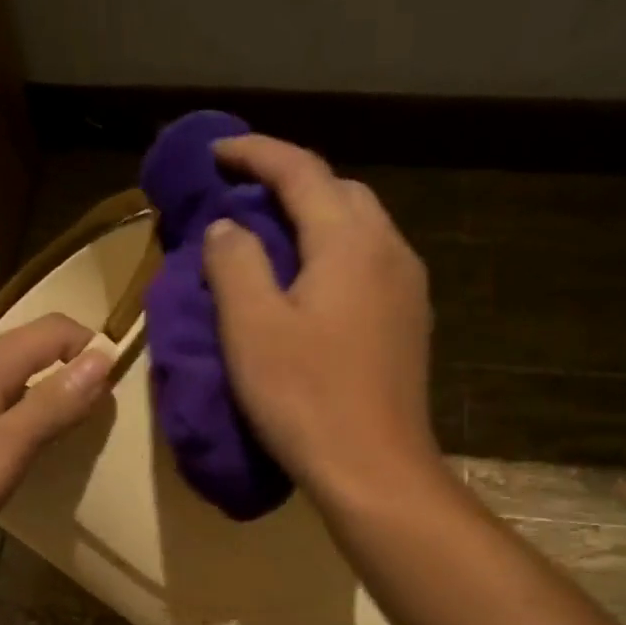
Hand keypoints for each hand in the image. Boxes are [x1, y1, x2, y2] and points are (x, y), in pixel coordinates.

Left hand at [0, 313, 111, 568]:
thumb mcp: (5, 451)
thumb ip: (54, 404)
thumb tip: (102, 358)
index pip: (54, 330)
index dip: (92, 349)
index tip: (116, 392)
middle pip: (30, 349)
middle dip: (69, 373)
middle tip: (95, 420)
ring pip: (7, 376)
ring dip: (41, 395)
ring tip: (62, 437)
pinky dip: (13, 413)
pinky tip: (13, 450)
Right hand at [202, 135, 439, 500]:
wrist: (375, 471)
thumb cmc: (307, 399)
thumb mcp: (252, 328)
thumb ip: (236, 263)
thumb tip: (230, 227)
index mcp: (350, 241)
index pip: (301, 169)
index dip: (255, 153)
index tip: (215, 153)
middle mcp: (390, 250)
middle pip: (339, 191)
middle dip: (290, 183)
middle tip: (244, 200)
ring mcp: (408, 289)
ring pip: (360, 228)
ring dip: (315, 221)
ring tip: (273, 242)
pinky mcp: (410, 325)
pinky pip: (369, 266)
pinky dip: (335, 256)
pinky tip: (311, 288)